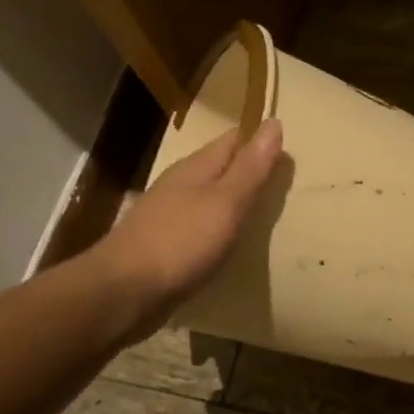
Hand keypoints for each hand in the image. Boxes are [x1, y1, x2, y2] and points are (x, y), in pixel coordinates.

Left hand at [94, 119, 283, 334]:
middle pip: (220, 168)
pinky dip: (218, 229)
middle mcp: (180, 185)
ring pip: (209, 198)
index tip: (289, 151)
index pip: (233, 140)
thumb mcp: (226, 202)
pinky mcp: (164, 246)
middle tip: (283, 183)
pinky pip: (199, 228)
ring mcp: (168, 216)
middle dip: (248, 171)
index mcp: (196, 168)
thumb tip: (273, 122)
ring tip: (263, 213)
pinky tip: (229, 244)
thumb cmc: (180, 242)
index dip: (260, 141)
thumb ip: (251, 168)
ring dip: (233, 201)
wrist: (124, 292)